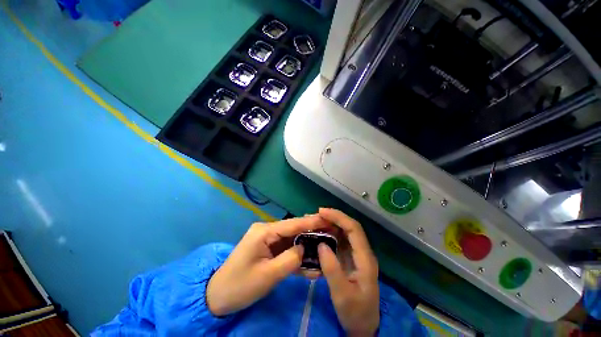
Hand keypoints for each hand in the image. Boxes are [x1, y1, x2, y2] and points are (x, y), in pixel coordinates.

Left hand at [206, 215, 328, 315]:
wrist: (218, 296)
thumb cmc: (240, 285)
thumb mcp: (268, 275)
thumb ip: (290, 259)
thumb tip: (304, 248)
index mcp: (264, 231)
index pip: (292, 224)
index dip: (311, 222)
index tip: (327, 220)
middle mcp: (267, 230)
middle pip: (294, 229)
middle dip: (312, 231)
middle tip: (330, 231)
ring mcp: (268, 239)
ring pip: (292, 239)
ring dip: (307, 244)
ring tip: (325, 243)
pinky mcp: (269, 249)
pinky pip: (286, 249)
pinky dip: (297, 255)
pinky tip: (311, 261)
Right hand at [317, 208, 379, 335]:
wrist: (363, 326)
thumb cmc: (355, 313)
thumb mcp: (342, 295)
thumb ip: (332, 269)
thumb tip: (321, 244)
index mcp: (365, 258)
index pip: (354, 229)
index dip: (339, 217)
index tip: (322, 212)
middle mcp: (362, 252)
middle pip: (349, 227)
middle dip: (333, 217)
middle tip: (314, 215)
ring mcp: (356, 254)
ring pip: (344, 232)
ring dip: (330, 224)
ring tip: (314, 221)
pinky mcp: (349, 257)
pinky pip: (339, 240)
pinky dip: (329, 233)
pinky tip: (318, 233)